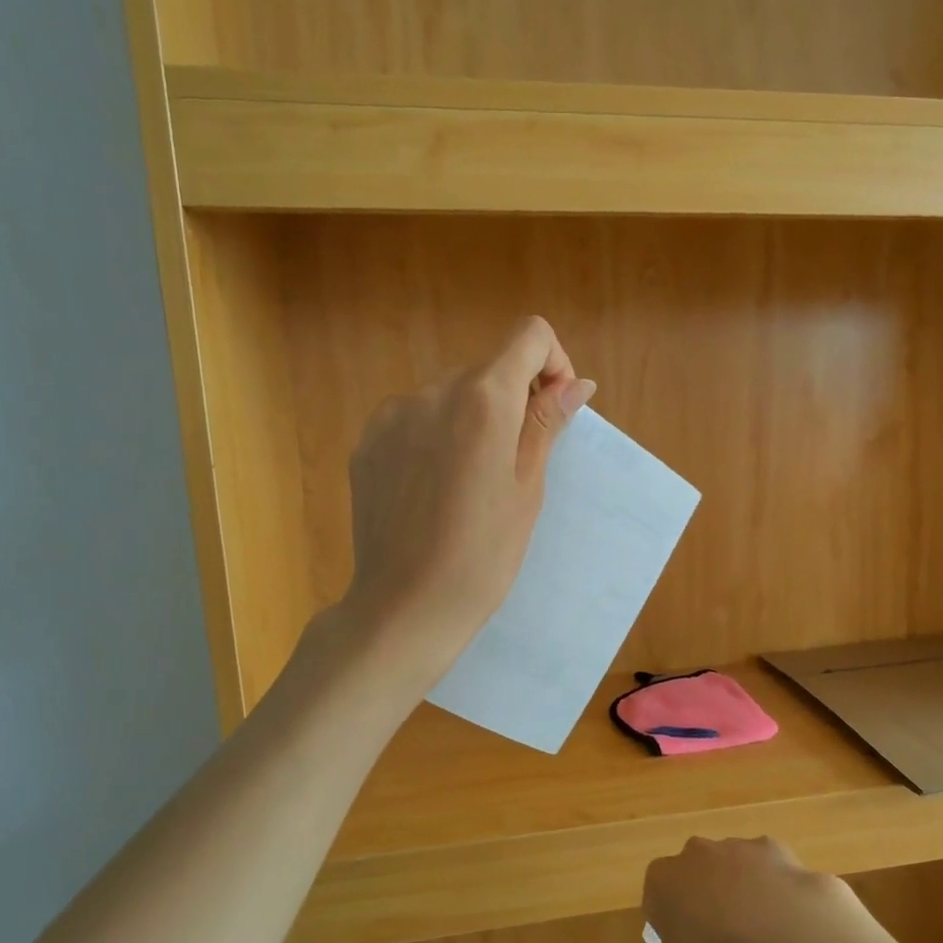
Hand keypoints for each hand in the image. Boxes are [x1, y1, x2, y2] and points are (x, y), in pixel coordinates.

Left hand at [342, 317, 593, 681]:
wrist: (406, 606)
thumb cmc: (484, 555)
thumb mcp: (527, 488)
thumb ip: (546, 423)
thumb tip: (576, 383)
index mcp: (483, 399)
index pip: (529, 336)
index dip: (552, 364)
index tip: (552, 410)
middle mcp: (432, 391)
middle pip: (487, 369)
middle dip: (510, 400)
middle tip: (512, 465)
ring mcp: (391, 415)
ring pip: (449, 397)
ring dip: (470, 421)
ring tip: (467, 485)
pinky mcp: (366, 442)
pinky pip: (414, 421)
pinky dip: (433, 439)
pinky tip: (431, 491)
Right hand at [641, 836, 857, 942]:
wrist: (774, 917)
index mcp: (664, 876)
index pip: (657, 905)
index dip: (671, 936)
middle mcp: (694, 852)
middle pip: (698, 898)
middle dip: (710, 939)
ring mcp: (733, 846)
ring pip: (731, 889)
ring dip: (739, 923)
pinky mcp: (768, 849)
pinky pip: (762, 879)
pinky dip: (766, 901)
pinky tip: (777, 931)